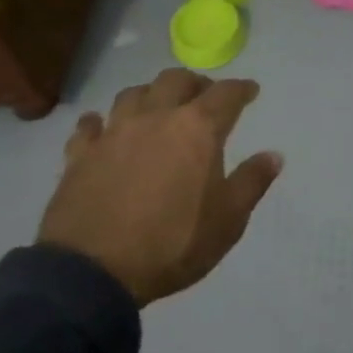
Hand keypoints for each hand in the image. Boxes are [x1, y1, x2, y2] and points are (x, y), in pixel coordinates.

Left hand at [38, 69, 283, 306]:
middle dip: (195, 83)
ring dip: (150, 95)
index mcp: (198, 129)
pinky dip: (100, 122)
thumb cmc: (172, 243)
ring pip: (133, 94)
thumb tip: (273, 155)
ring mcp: (114, 133)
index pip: (226, 94)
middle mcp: (156, 118)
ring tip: (157, 108)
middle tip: (204, 96)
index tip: (250, 91)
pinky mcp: (80, 155)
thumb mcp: (228, 220)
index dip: (242, 89)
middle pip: (176, 80)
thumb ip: (252, 182)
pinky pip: (89, 125)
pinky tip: (103, 129)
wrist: (92, 273)